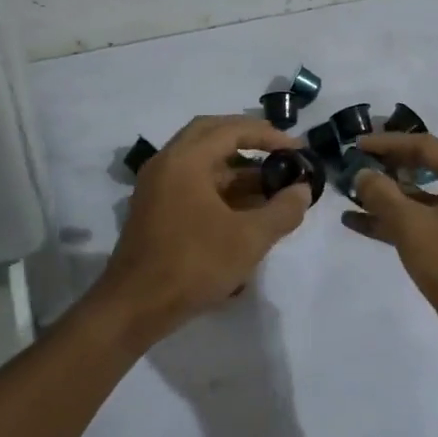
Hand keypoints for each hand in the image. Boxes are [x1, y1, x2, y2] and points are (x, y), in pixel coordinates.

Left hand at [92, 115, 311, 340]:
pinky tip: (246, 209)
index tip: (297, 149)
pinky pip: (192, 183)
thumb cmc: (194, 265)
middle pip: (211, 135)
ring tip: (271, 186)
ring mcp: (156, 186)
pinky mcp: (154, 209)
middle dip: (248, 140)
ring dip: (236, 168)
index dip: (268, 135)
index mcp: (185, 160)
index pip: (231, 129)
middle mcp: (166, 163)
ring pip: (201, 162)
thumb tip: (302, 190)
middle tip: (279, 153)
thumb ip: (282, 210)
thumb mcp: (249, 239)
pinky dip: (220, 187)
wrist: (135, 306)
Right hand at [342, 132, 437, 355]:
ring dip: (384, 194)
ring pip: (416, 196)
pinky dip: (390, 220)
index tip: (357, 145)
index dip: (388, 142)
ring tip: (348, 192)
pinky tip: (356, 222)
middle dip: (386, 165)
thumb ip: (382, 194)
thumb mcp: (411, 225)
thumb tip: (362, 173)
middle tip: (354, 163)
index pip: (423, 145)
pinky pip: (417, 221)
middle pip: (421, 166)